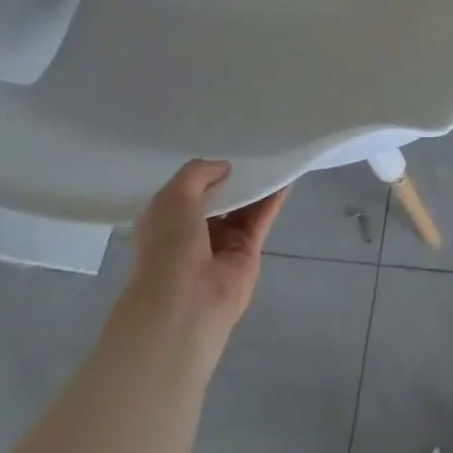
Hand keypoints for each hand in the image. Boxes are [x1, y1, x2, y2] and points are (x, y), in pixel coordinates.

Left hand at [127, 160, 287, 345]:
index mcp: (166, 221)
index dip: (206, 172)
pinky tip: (285, 179)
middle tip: (253, 150)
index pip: (188, 191)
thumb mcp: (173, 197)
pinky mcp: (247, 252)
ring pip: (243, 208)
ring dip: (256, 186)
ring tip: (274, 158)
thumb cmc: (168, 246)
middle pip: (219, 198)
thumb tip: (225, 168)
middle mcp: (193, 232)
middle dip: (233, 178)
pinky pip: (261, 219)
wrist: (185, 302)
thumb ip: (198, 173)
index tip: (224, 150)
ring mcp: (221, 244)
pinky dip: (273, 200)